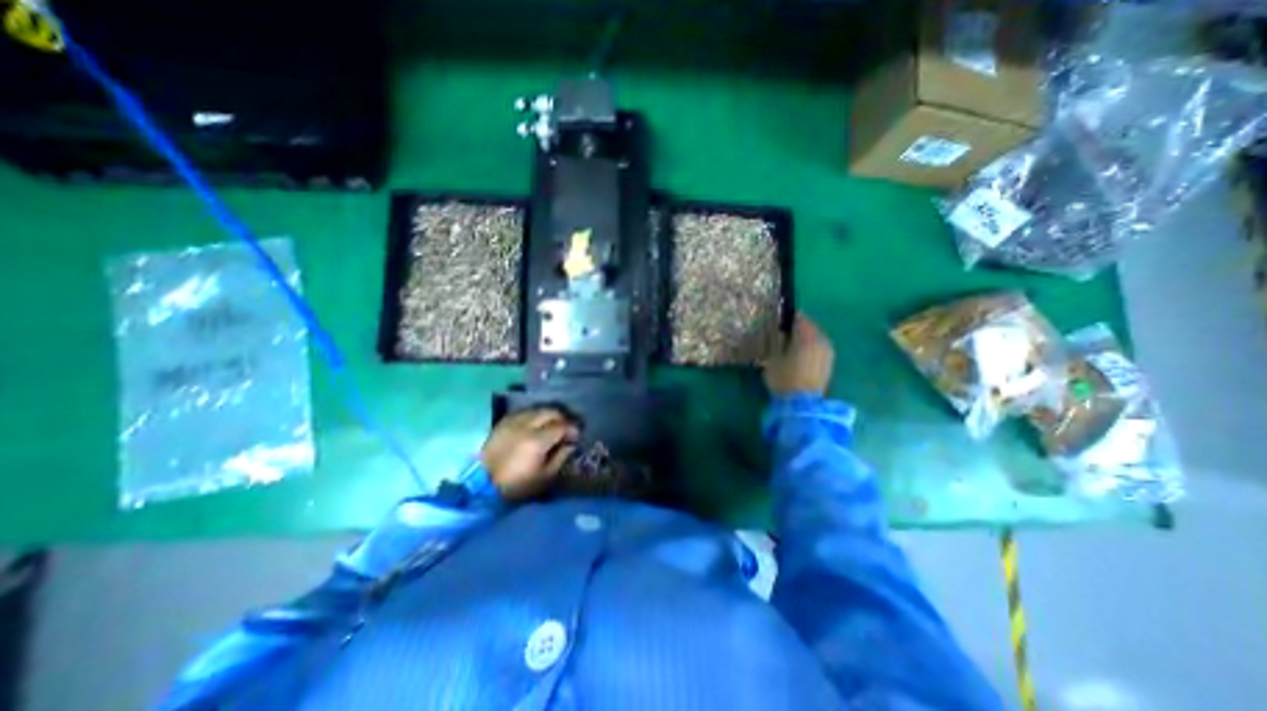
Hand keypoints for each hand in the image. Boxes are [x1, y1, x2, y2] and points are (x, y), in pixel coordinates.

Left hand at [482, 408, 576, 501]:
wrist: (482, 487)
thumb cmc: (517, 486)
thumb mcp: (544, 477)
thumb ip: (560, 457)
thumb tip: (570, 444)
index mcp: (537, 441)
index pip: (561, 426)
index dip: (572, 429)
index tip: (576, 436)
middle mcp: (525, 426)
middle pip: (550, 412)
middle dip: (562, 418)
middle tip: (566, 428)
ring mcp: (512, 422)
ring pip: (537, 409)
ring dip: (548, 415)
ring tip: (552, 425)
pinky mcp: (502, 423)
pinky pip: (523, 412)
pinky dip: (533, 415)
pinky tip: (535, 425)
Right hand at [761, 314, 832, 398]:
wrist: (802, 404)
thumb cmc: (784, 379)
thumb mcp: (773, 358)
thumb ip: (777, 342)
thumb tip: (780, 332)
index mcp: (807, 337)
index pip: (800, 319)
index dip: (790, 318)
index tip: (781, 320)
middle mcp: (821, 341)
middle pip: (811, 327)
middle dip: (800, 328)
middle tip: (786, 331)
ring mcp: (828, 353)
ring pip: (817, 338)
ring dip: (807, 338)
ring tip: (794, 343)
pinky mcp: (829, 364)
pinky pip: (820, 348)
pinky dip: (812, 348)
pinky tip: (802, 354)